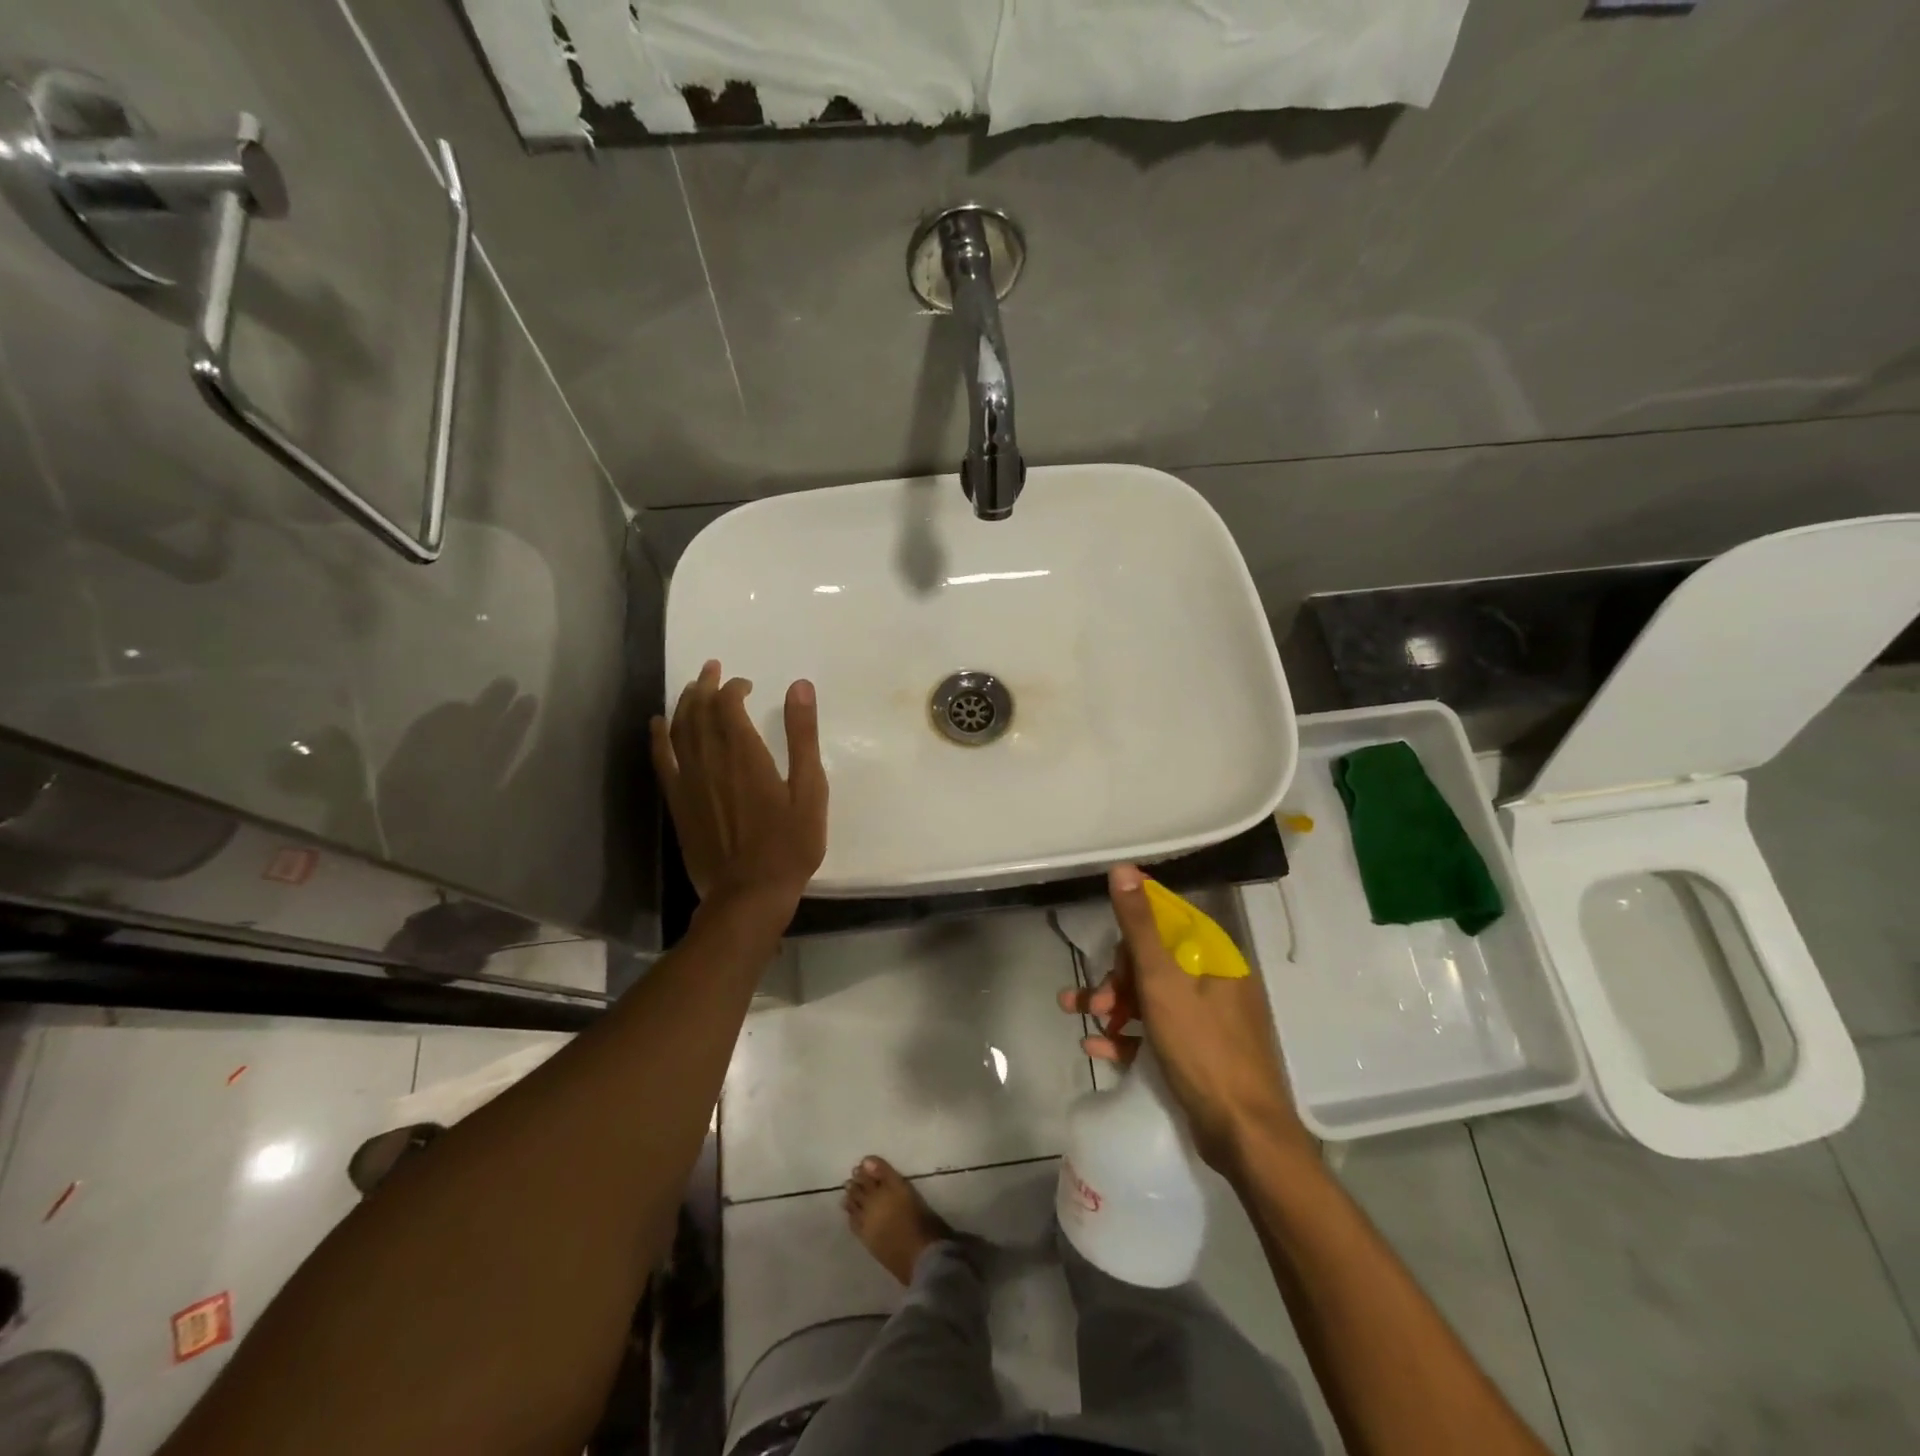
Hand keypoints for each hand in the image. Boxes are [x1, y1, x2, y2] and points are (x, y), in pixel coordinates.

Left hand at [649, 660, 827, 914]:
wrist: (748, 894)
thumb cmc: (789, 844)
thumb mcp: (810, 789)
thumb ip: (803, 736)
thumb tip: (799, 686)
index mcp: (745, 754)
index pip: (729, 704)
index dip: (734, 688)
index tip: (747, 685)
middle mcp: (710, 760)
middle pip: (698, 710)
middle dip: (705, 685)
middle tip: (712, 669)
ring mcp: (689, 782)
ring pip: (678, 730)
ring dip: (684, 703)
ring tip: (692, 687)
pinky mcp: (678, 803)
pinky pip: (662, 761)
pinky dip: (658, 737)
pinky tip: (658, 724)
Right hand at [1059, 864, 1309, 1174]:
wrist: (1244, 1135)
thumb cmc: (1203, 1049)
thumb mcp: (1162, 982)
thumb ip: (1139, 926)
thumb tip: (1123, 868)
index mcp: (1215, 956)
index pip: (1167, 921)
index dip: (1131, 932)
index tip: (1105, 950)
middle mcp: (1215, 981)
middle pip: (1154, 961)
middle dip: (1116, 979)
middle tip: (1095, 1004)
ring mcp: (1209, 1019)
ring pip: (1151, 997)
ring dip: (1114, 1007)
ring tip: (1083, 1022)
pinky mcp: (1199, 1052)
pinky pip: (1157, 1032)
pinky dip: (1128, 1037)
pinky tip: (1097, 1049)